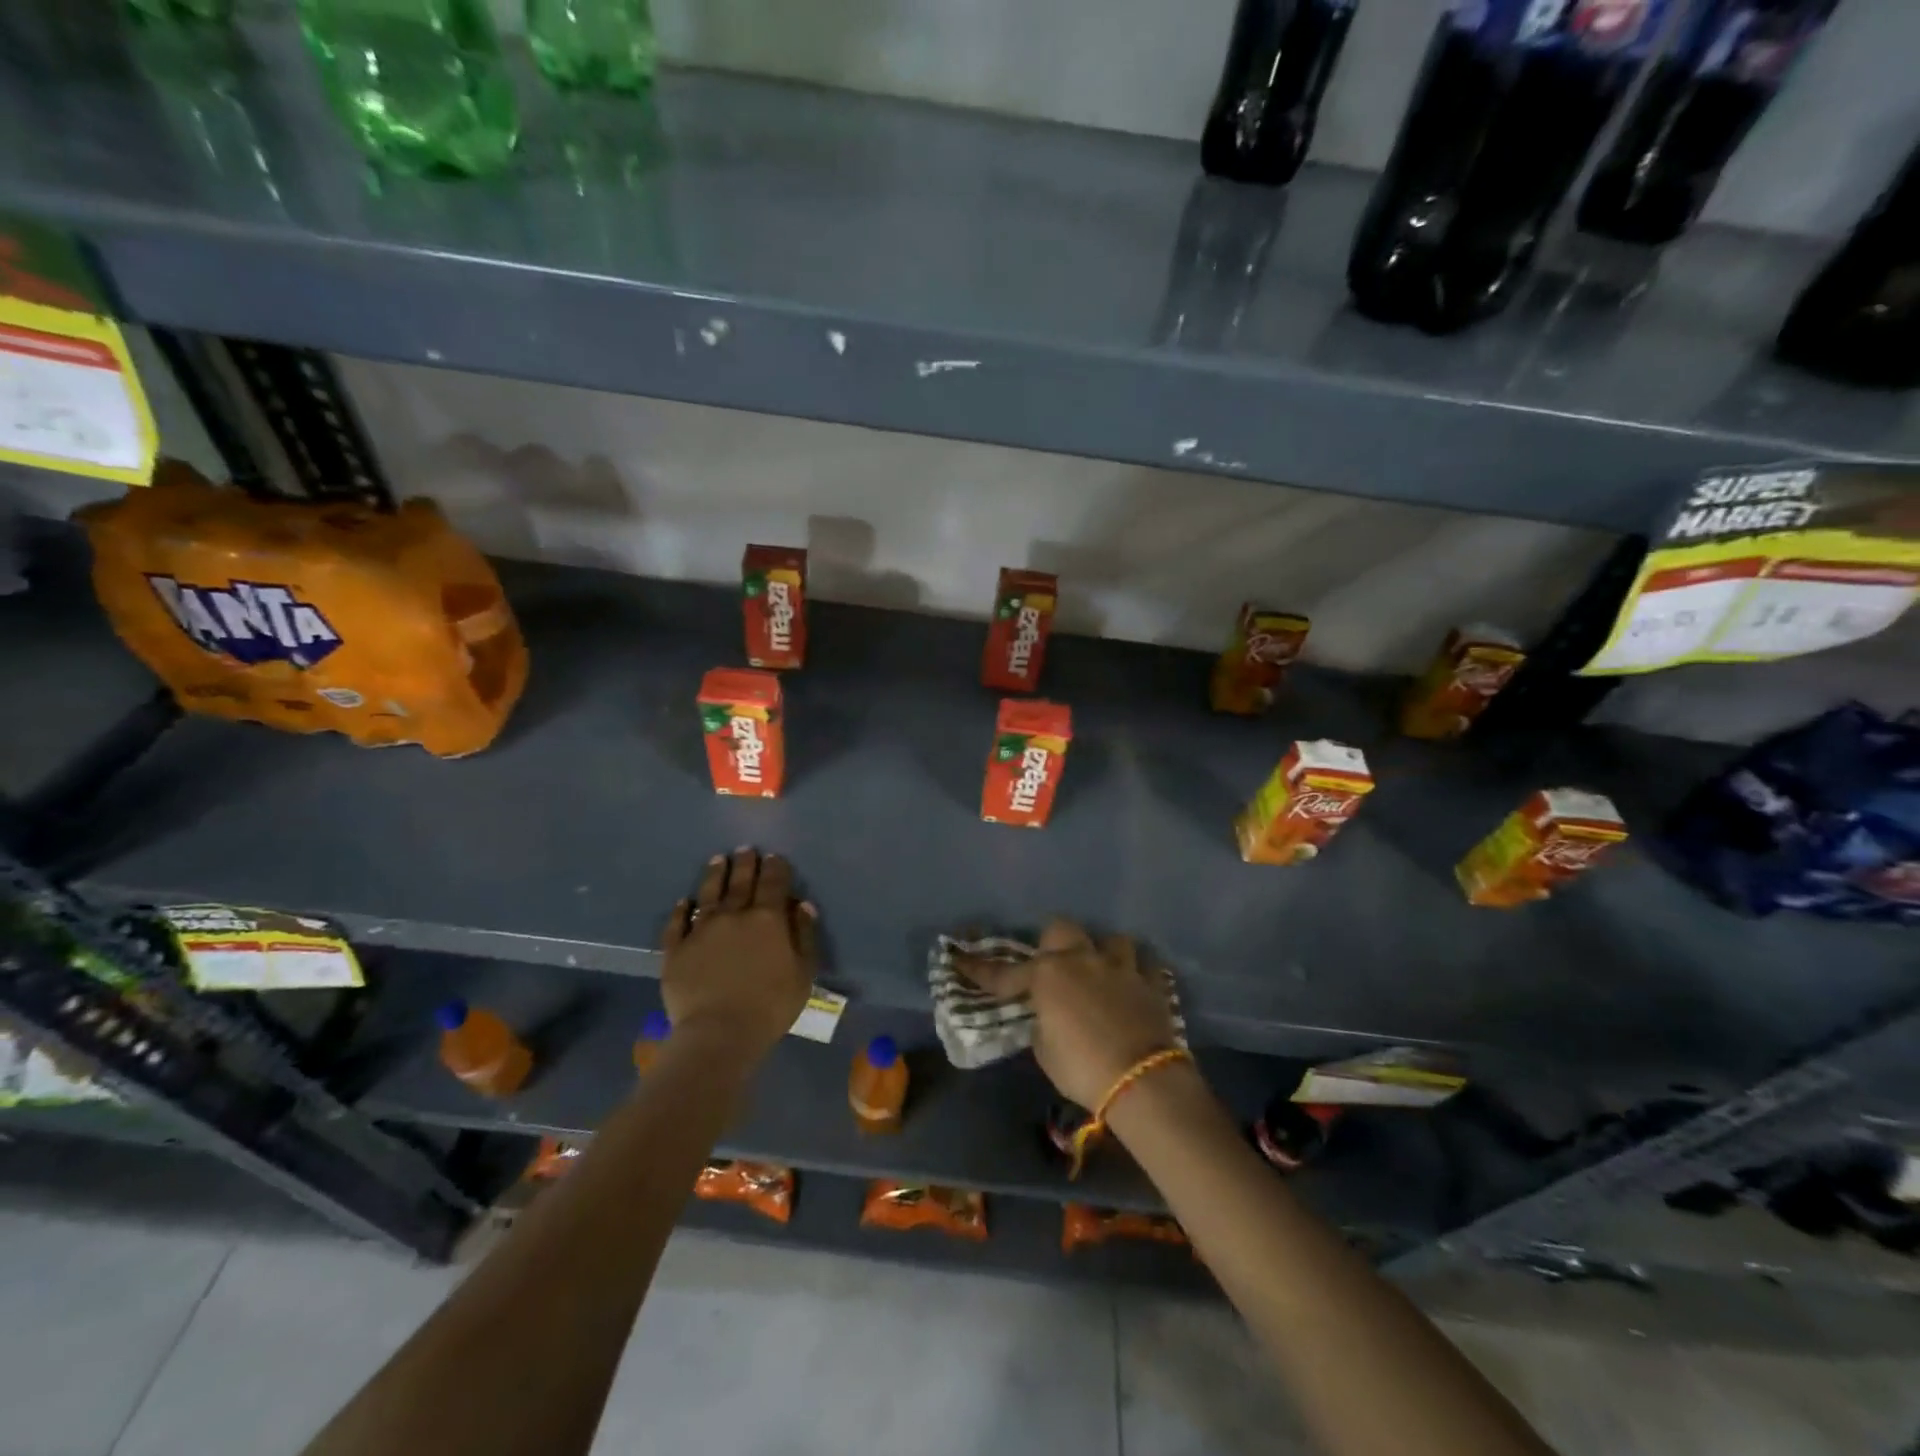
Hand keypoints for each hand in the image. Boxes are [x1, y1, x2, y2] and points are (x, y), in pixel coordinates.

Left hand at [661, 848, 814, 1062]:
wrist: (719, 1033)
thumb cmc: (770, 1005)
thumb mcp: (804, 972)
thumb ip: (804, 935)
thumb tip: (802, 904)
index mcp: (767, 918)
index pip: (773, 882)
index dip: (775, 867)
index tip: (774, 857)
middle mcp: (734, 915)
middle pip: (740, 882)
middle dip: (745, 863)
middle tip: (746, 849)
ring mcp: (701, 930)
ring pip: (709, 894)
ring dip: (715, 875)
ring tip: (718, 860)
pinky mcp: (676, 949)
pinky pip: (677, 923)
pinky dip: (681, 909)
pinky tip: (683, 901)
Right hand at [958, 920, 1177, 1107]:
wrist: (1141, 1080)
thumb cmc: (1082, 1068)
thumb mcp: (1045, 1050)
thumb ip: (1042, 1022)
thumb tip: (1049, 1015)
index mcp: (1048, 975)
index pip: (1005, 973)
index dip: (980, 969)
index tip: (959, 959)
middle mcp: (1082, 960)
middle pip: (1061, 929)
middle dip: (1054, 943)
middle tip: (1052, 965)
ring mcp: (1120, 968)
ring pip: (1111, 940)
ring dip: (1102, 953)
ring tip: (1100, 972)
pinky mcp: (1151, 984)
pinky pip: (1145, 966)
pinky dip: (1137, 973)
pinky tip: (1132, 985)